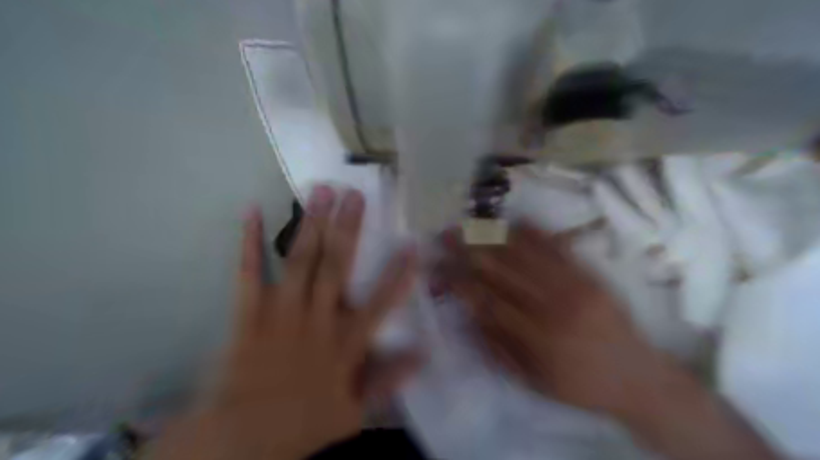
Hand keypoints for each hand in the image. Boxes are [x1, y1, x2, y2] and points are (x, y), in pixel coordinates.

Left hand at [157, 186, 417, 459]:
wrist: (241, 439)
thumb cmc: (302, 423)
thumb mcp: (354, 411)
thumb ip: (388, 381)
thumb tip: (422, 356)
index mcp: (345, 342)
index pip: (380, 302)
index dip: (398, 273)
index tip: (411, 244)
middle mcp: (317, 318)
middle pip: (337, 266)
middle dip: (349, 229)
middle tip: (355, 195)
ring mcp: (282, 312)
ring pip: (301, 260)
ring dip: (312, 224)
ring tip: (321, 191)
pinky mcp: (249, 313)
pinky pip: (249, 273)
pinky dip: (248, 242)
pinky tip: (251, 211)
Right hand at [443, 220, 780, 457]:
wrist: (639, 378)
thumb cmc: (579, 385)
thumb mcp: (532, 380)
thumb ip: (498, 347)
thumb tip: (469, 314)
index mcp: (535, 338)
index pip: (486, 301)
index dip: (459, 281)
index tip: (438, 266)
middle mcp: (552, 307)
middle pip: (501, 271)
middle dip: (469, 250)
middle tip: (446, 234)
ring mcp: (574, 287)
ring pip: (525, 254)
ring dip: (494, 236)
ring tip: (471, 222)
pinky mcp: (591, 275)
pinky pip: (559, 248)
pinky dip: (536, 232)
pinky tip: (515, 219)